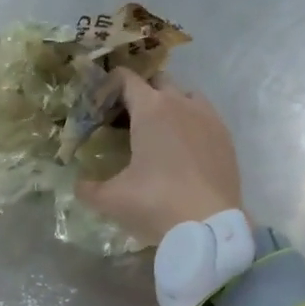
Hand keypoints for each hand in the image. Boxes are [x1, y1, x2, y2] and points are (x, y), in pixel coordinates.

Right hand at [75, 71, 243, 244]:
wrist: (208, 226)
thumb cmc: (155, 203)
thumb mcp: (111, 200)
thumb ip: (88, 189)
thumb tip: (79, 185)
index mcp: (150, 109)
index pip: (126, 79)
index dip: (109, 86)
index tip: (99, 104)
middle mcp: (181, 104)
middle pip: (158, 81)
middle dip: (141, 93)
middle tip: (127, 120)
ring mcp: (208, 118)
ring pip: (186, 95)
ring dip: (171, 105)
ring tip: (159, 133)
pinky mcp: (226, 137)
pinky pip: (206, 117)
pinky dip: (191, 124)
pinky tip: (184, 150)